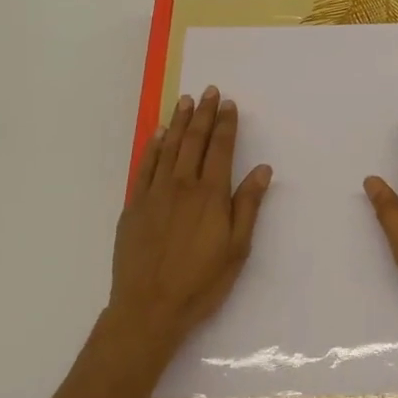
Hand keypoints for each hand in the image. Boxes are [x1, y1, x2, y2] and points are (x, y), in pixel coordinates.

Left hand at [110, 86, 272, 351]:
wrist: (149, 308)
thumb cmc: (201, 282)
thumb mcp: (237, 248)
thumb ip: (248, 205)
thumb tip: (262, 169)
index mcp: (211, 195)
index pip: (220, 149)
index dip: (226, 124)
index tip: (229, 103)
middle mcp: (182, 185)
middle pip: (194, 141)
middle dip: (203, 114)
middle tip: (208, 90)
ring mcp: (155, 193)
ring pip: (169, 148)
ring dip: (179, 122)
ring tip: (185, 100)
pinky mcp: (134, 206)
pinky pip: (145, 166)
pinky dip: (153, 146)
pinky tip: (158, 134)